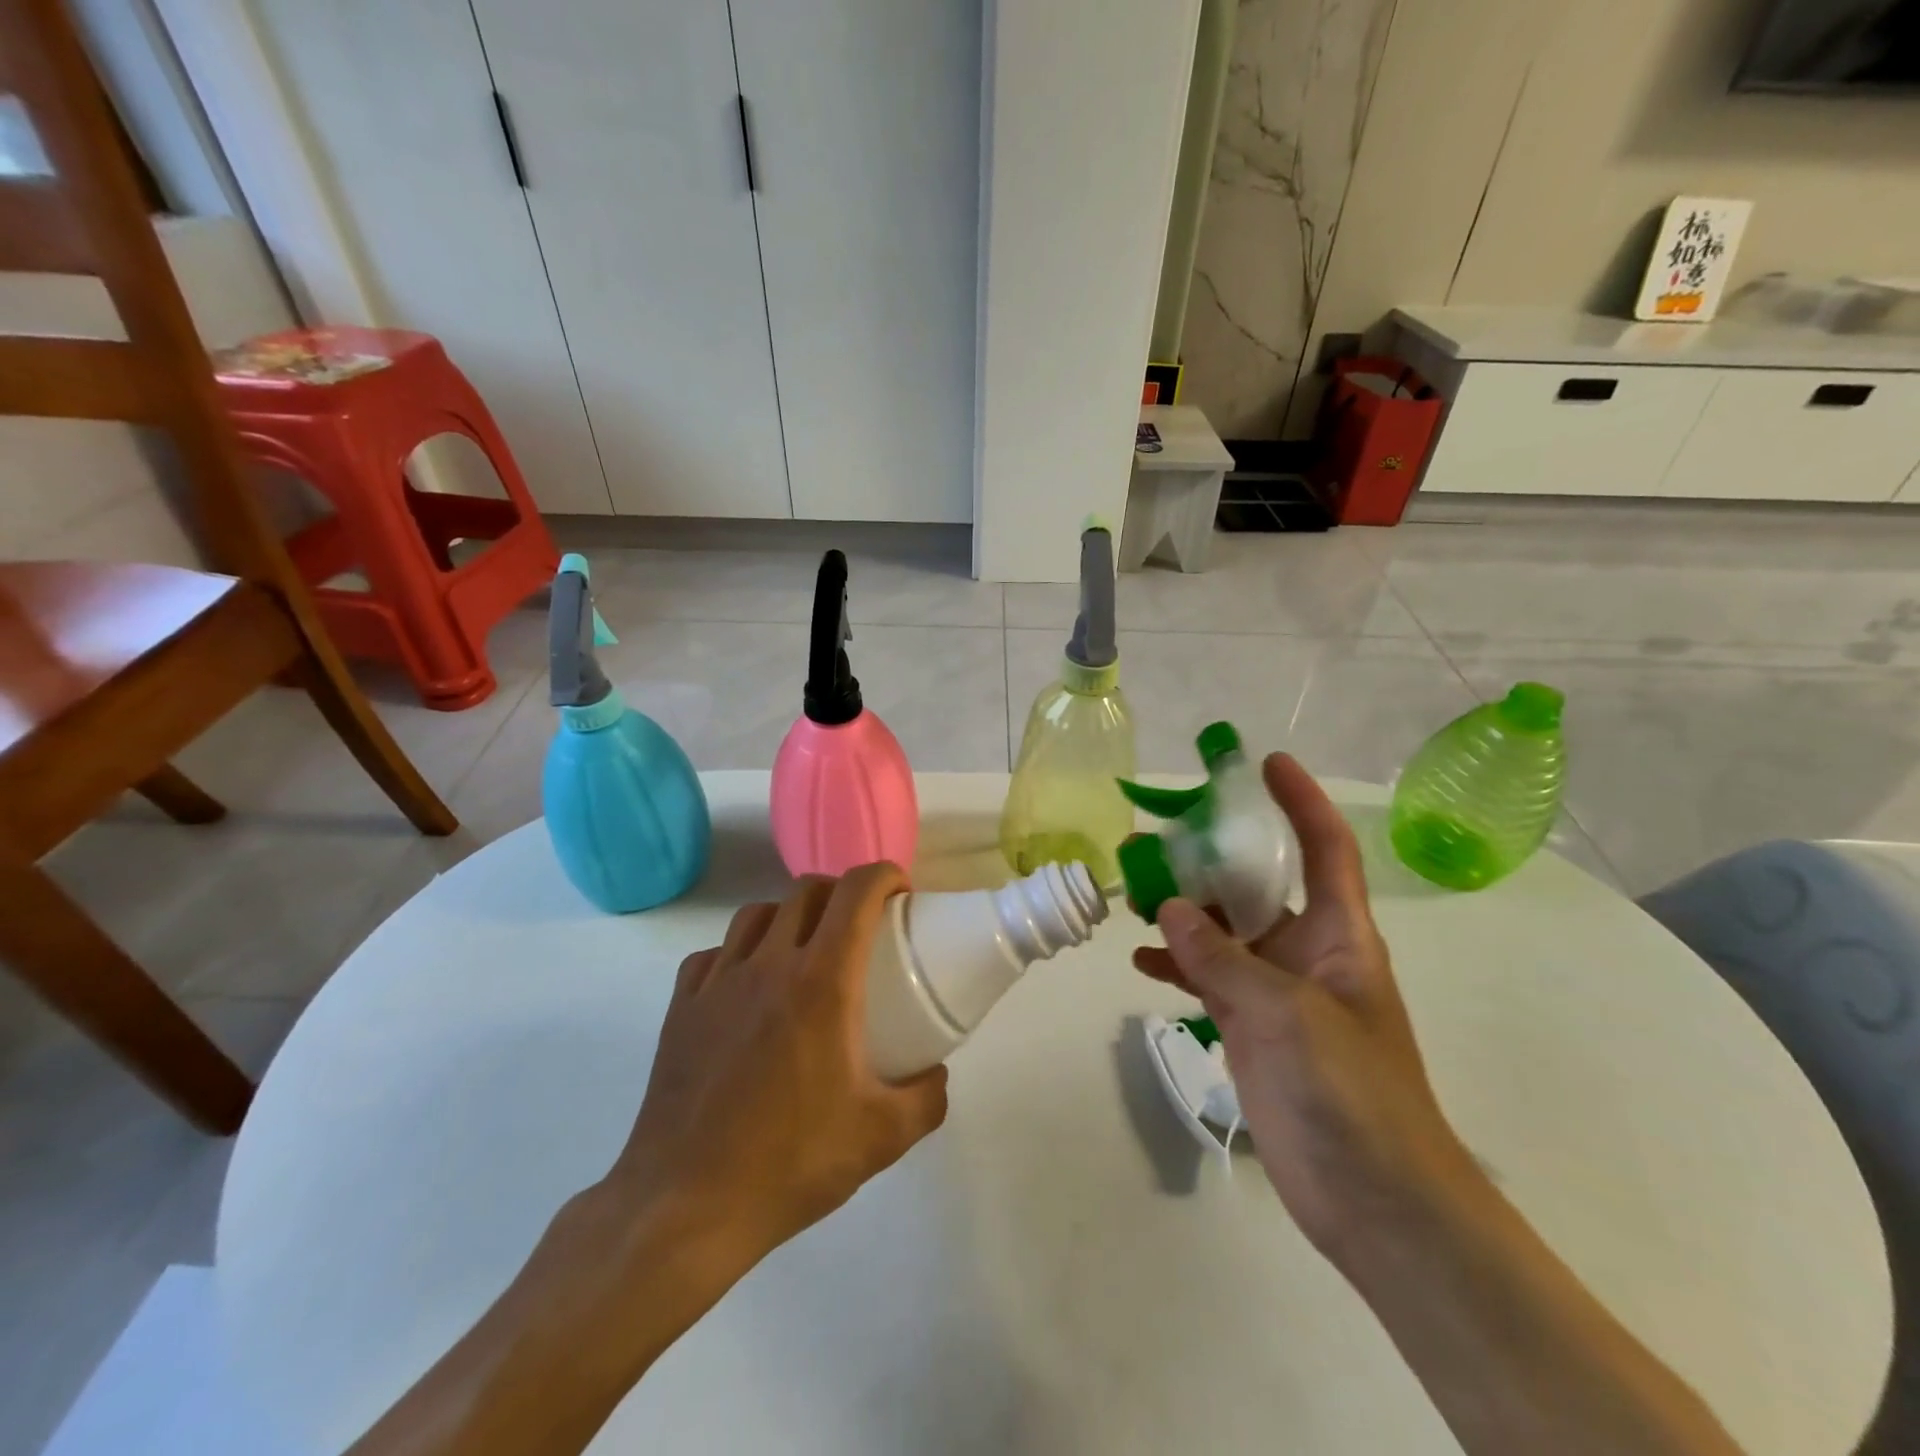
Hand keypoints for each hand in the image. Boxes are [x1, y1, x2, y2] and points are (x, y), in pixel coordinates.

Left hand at [600, 863, 948, 1281]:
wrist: (685, 1207)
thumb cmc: (791, 1162)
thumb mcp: (881, 1138)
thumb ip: (926, 1099)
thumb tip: (936, 1075)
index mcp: (821, 982)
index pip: (855, 893)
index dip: (884, 876)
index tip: (902, 893)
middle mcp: (768, 965)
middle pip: (806, 891)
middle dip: (841, 892)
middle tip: (861, 925)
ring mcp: (717, 982)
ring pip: (757, 914)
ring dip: (789, 915)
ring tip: (804, 949)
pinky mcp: (680, 1007)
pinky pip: (714, 954)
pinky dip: (739, 953)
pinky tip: (747, 987)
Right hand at [1134, 754, 1479, 1263]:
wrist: (1377, 1203)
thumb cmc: (1349, 1094)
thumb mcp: (1284, 1014)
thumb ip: (1222, 959)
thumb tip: (1169, 907)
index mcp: (1338, 936)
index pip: (1324, 849)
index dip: (1300, 801)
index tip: (1264, 762)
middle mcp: (1307, 953)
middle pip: (1258, 885)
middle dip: (1212, 856)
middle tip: (1154, 837)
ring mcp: (1278, 994)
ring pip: (1225, 932)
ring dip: (1183, 912)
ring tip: (1132, 894)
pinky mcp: (1253, 1030)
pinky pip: (1210, 980)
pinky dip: (1178, 966)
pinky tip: (1139, 962)